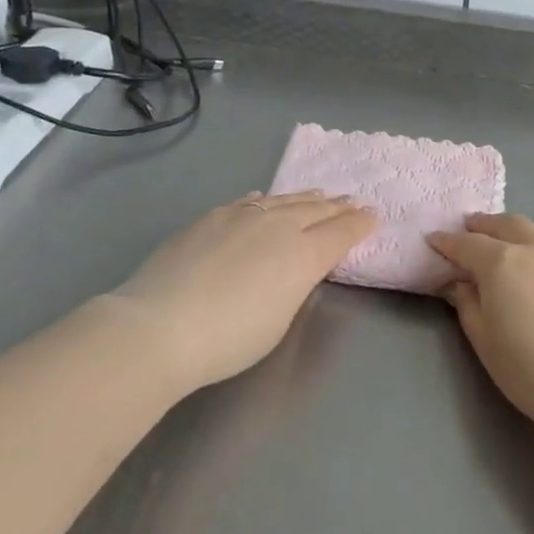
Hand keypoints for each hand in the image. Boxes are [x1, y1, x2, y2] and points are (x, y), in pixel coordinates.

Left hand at [115, 192, 375, 391]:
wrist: (161, 325)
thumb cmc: (229, 339)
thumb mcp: (279, 319)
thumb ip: (295, 284)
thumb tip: (297, 265)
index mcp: (303, 254)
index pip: (341, 232)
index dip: (360, 223)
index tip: (373, 215)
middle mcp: (280, 226)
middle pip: (317, 210)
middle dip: (339, 206)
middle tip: (353, 200)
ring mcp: (244, 216)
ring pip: (284, 200)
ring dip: (306, 198)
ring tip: (319, 194)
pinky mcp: (212, 217)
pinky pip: (249, 202)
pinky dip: (265, 201)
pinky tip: (265, 199)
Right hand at [427, 214, 533, 433]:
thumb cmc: (531, 371)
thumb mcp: (485, 342)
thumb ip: (468, 305)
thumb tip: (460, 282)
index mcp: (501, 263)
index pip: (466, 245)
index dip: (447, 242)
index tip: (434, 239)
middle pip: (505, 225)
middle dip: (483, 225)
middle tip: (470, 228)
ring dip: (516, 233)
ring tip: (509, 241)